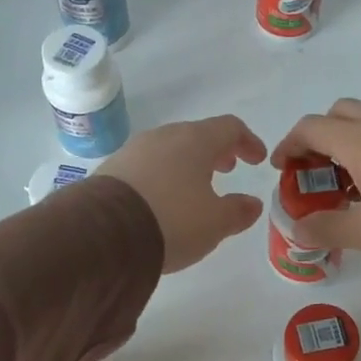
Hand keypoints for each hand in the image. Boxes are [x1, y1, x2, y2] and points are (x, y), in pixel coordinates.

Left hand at [101, 115, 268, 273]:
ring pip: (169, 150)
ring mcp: (133, 151)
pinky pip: (146, 166)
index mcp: (195, 141)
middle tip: (227, 170)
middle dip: (215, 152)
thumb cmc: (173, 220)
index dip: (248, 142)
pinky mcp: (111, 170)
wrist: (104, 233)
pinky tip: (162, 201)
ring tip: (194, 189)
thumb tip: (253, 203)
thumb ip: (238, 211)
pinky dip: (162, 177)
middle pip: (197, 136)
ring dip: (187, 164)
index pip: (229, 128)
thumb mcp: (215, 223)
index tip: (257, 160)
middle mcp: (164, 137)